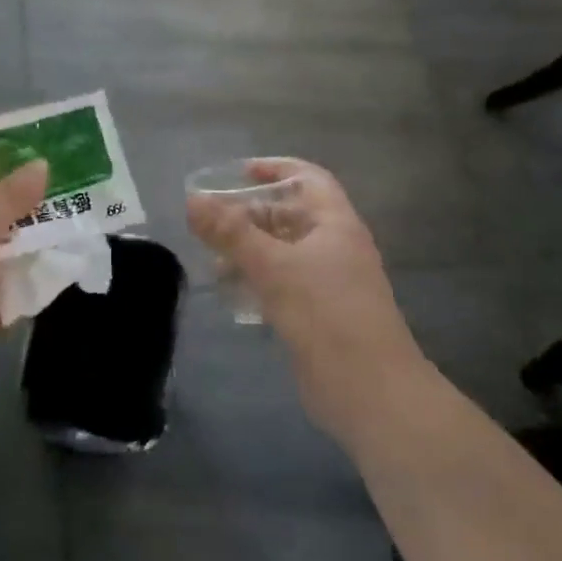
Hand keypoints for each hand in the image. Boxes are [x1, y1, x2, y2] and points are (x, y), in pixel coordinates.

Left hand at [0, 127, 46, 415]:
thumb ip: (9, 194)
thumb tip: (43, 165)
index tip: (32, 132)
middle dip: (26, 182)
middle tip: (71, 167)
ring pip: (5, 229)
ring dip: (37, 222)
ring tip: (83, 203)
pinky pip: (14, 267)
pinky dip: (37, 260)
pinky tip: (72, 246)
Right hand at [188, 159, 427, 443]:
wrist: (369, 391)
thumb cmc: (325, 315)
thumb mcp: (273, 266)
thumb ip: (231, 232)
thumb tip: (192, 199)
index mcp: (336, 224)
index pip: (307, 178)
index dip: (274, 169)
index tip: (237, 173)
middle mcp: (335, 247)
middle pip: (291, 215)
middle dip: (251, 214)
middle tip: (210, 220)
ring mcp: (329, 283)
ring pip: (284, 252)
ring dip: (249, 250)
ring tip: (212, 258)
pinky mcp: (319, 314)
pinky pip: (283, 284)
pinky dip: (257, 280)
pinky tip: (231, 293)